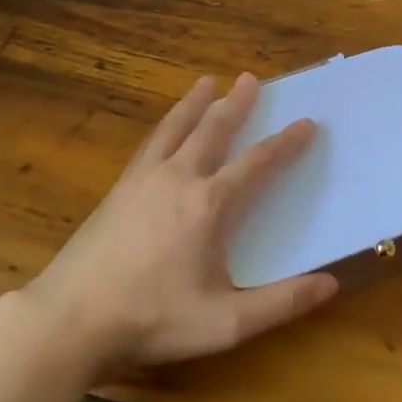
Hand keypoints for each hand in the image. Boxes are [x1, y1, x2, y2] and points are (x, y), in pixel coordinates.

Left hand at [20, 73, 338, 376]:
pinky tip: (164, 130)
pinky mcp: (117, 190)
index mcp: (209, 205)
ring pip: (175, 128)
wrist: (69, 320)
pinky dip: (165, 126)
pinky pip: (149, 145)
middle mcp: (178, 179)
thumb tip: (331, 284)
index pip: (257, 164)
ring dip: (195, 103)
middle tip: (250, 78)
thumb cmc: (152, 320)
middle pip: (213, 130)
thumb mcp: (225, 323)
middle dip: (236, 104)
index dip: (285, 144)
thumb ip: (281, 303)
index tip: (306, 123)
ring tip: (206, 81)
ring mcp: (142, 181)